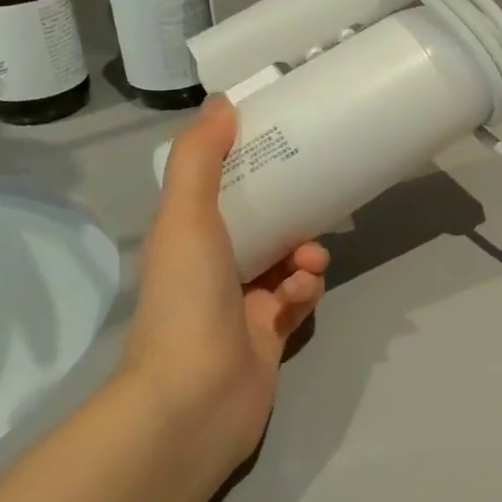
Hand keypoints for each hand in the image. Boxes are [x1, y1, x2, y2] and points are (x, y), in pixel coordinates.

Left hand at [125, 96, 328, 476]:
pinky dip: (305, 291)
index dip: (248, 163)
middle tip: (315, 197)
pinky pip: (298, 297)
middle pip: (260, 220)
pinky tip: (301, 295)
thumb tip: (222, 102)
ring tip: (309, 260)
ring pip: (286, 258)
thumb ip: (199, 157)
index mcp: (186, 235)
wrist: (195, 399)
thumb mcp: (185, 216)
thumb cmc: (187, 298)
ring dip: (304, 252)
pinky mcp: (270, 332)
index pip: (219, 187)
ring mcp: (241, 302)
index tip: (282, 143)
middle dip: (291, 209)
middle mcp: (211, 265)